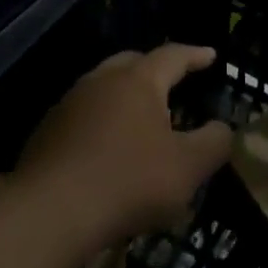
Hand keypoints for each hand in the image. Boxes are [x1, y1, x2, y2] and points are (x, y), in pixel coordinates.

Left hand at [13, 44, 231, 244]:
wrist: (50, 212)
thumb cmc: (129, 181)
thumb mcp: (188, 168)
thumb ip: (213, 143)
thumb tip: (222, 128)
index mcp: (138, 81)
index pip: (172, 56)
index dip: (194, 55)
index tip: (210, 55)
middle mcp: (100, 81)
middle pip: (131, 63)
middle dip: (155, 69)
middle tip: (173, 81)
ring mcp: (68, 105)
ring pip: (102, 88)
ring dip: (124, 96)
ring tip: (140, 117)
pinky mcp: (46, 133)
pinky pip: (82, 116)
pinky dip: (101, 122)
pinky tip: (106, 147)